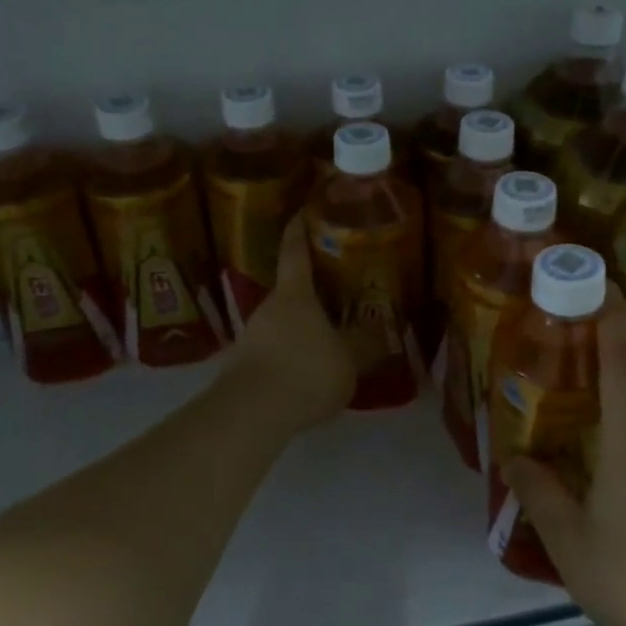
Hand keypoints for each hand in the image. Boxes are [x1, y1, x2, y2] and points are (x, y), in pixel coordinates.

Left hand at [223, 212, 354, 431]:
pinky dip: (292, 353)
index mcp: (296, 294)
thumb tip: (383, 328)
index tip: (304, 210)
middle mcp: (269, 307)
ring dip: (303, 327)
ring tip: (329, 339)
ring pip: (283, 322)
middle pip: (292, 290)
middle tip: (339, 293)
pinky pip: (274, 349)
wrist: (250, 414)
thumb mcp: (348, 360)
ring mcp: (251, 335)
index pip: (295, 250)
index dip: (300, 228)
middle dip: (314, 291)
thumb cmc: (306, 372)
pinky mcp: (243, 364)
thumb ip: (365, 344)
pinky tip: (308, 372)